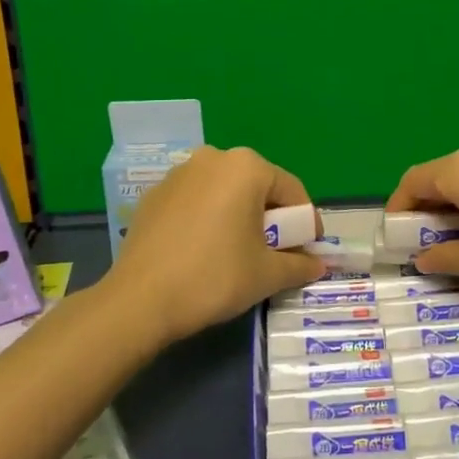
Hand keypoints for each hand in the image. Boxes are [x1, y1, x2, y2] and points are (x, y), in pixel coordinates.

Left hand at [106, 146, 324, 345]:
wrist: (140, 300)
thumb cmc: (215, 277)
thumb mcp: (267, 274)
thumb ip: (299, 265)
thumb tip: (317, 265)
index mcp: (246, 167)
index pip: (291, 191)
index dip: (306, 224)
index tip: (309, 252)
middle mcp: (213, 158)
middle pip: (258, 188)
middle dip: (272, 220)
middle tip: (276, 255)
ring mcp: (179, 174)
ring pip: (225, 193)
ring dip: (240, 218)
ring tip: (239, 254)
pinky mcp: (155, 195)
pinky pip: (196, 202)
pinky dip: (209, 220)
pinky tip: (204, 252)